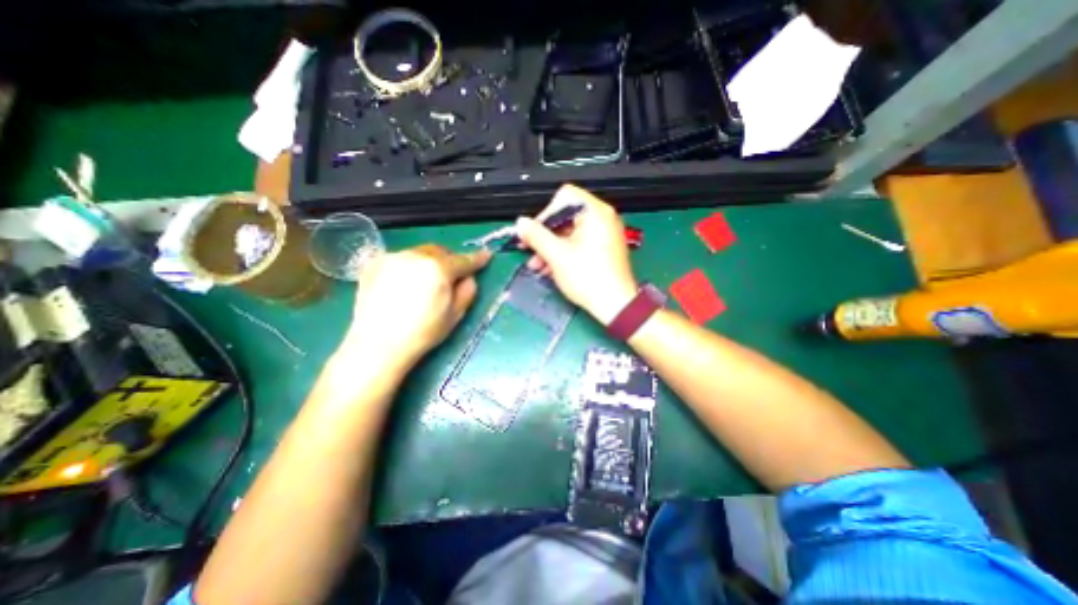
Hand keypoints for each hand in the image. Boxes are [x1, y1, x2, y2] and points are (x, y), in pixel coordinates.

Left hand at [341, 247, 490, 368]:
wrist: (378, 345)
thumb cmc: (423, 333)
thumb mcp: (455, 315)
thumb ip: (467, 291)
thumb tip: (469, 278)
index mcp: (438, 269)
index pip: (463, 260)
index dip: (476, 259)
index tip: (486, 256)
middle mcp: (415, 256)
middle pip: (440, 251)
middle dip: (449, 260)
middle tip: (451, 276)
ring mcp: (393, 257)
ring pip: (420, 253)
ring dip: (429, 263)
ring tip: (425, 283)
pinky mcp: (375, 263)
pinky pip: (401, 259)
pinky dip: (409, 266)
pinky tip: (405, 284)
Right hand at [516, 183, 632, 323]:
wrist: (615, 306)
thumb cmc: (590, 279)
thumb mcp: (557, 255)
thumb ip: (536, 235)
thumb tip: (521, 223)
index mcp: (595, 212)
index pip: (564, 198)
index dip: (545, 214)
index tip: (533, 233)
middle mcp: (602, 219)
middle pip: (565, 216)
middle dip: (544, 235)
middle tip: (530, 250)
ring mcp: (604, 234)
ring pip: (569, 233)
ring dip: (550, 247)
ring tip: (537, 265)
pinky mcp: (603, 249)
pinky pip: (578, 243)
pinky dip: (563, 253)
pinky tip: (550, 268)